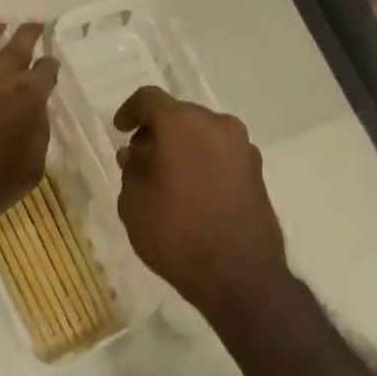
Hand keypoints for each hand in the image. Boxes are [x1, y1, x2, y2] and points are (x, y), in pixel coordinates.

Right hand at [113, 87, 287, 319]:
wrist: (241, 275)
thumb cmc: (178, 235)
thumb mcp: (134, 204)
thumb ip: (130, 170)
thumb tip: (136, 154)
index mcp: (183, 124)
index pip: (150, 99)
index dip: (130, 111)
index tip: (119, 129)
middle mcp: (217, 124)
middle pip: (179, 114)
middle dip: (157, 130)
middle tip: (139, 158)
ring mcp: (242, 146)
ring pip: (203, 132)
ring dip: (182, 145)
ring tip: (165, 176)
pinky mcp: (257, 169)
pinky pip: (221, 152)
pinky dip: (203, 159)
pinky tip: (192, 189)